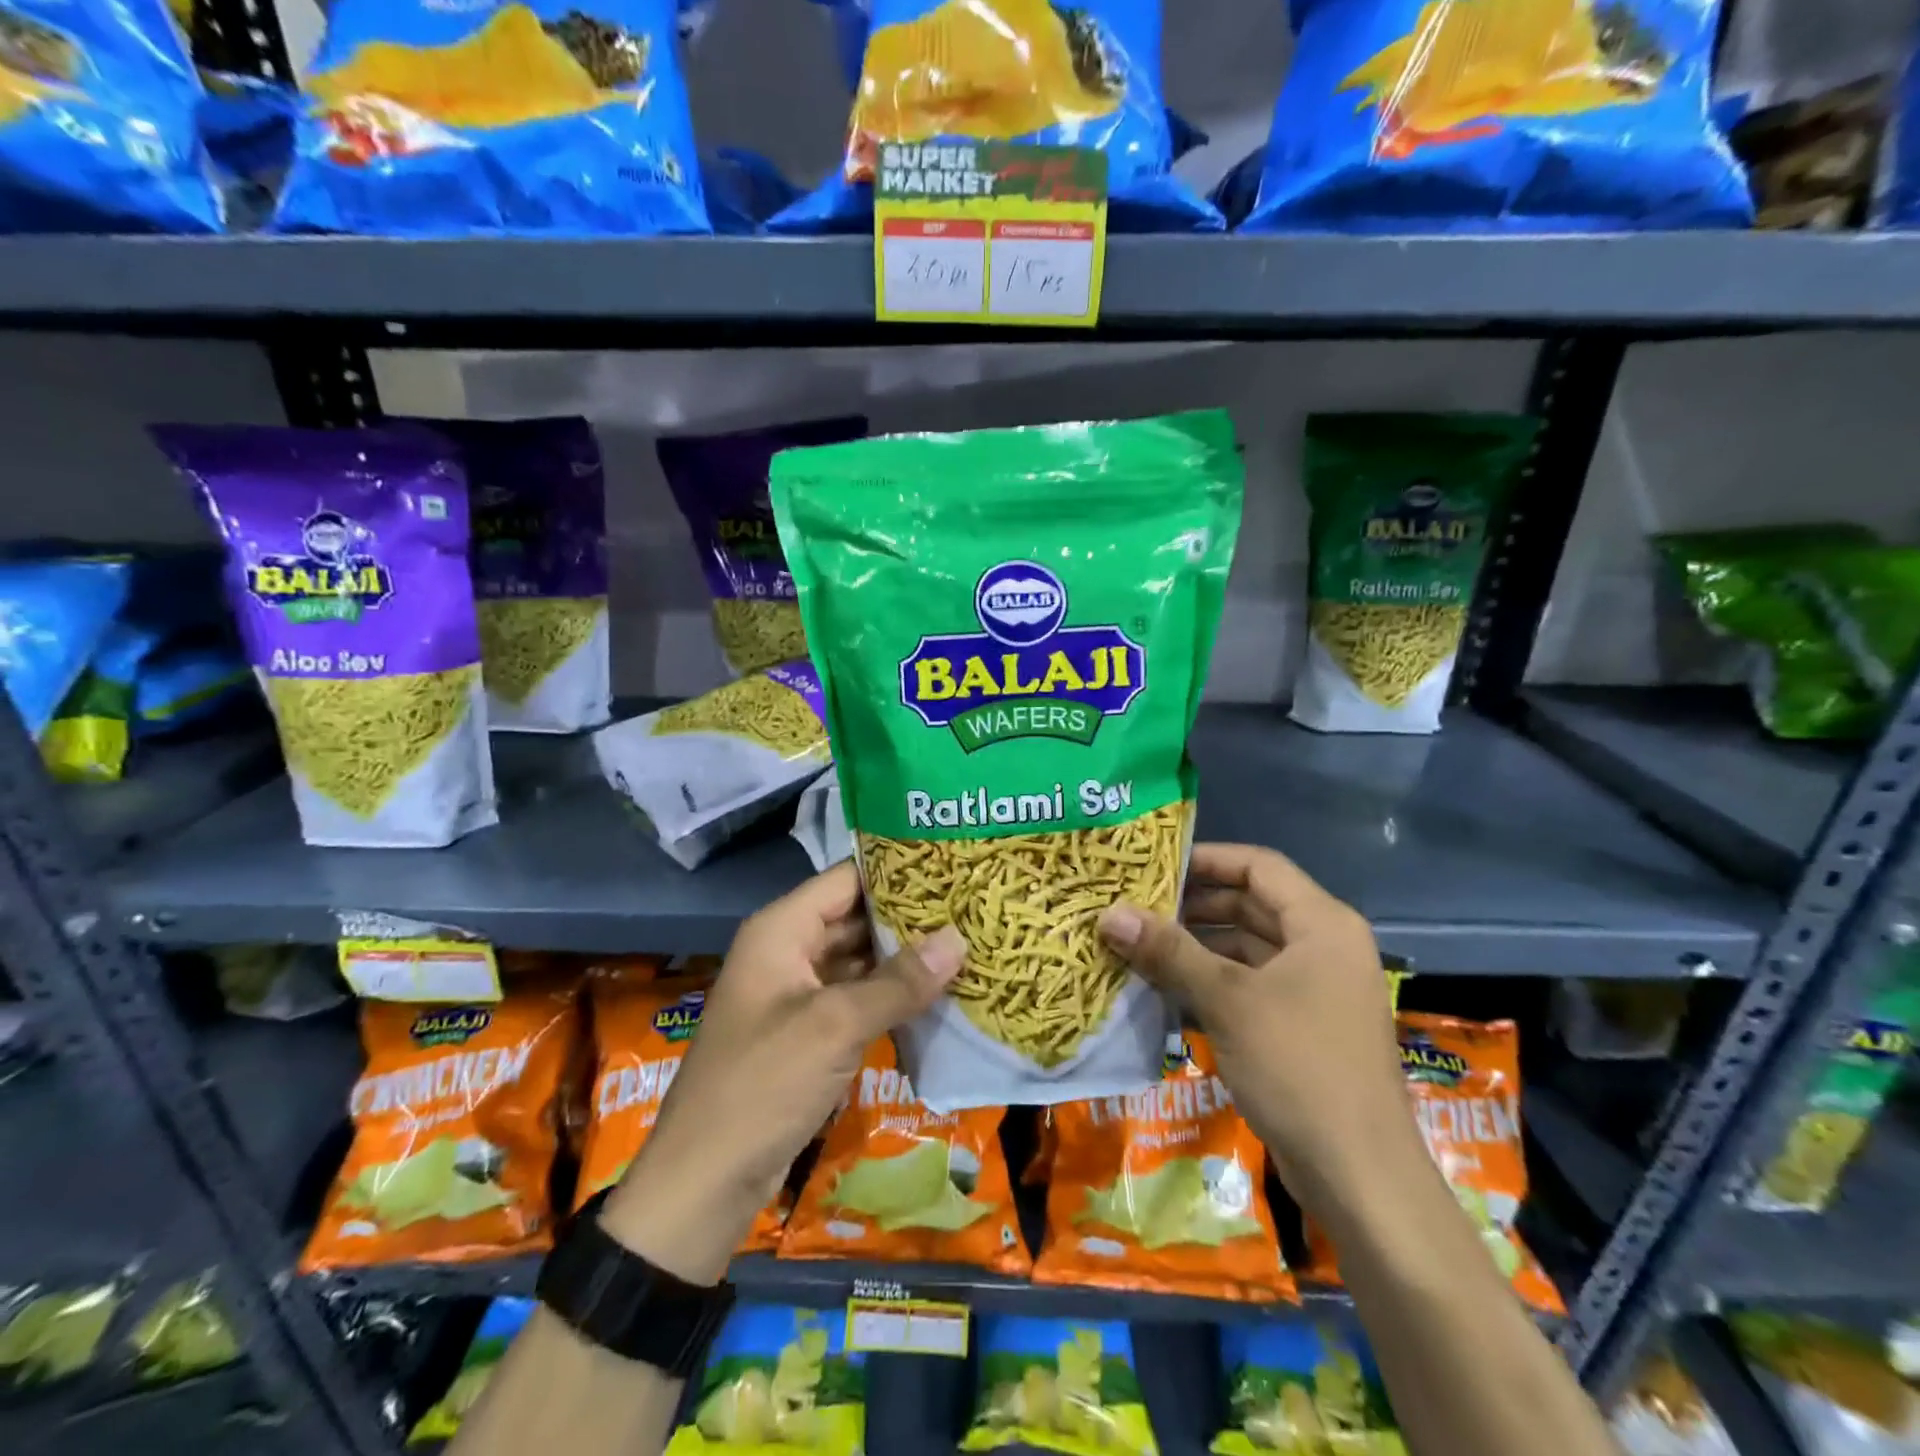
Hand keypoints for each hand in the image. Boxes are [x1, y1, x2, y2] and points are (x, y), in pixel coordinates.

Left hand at [602, 863, 963, 1281]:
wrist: (704, 1183)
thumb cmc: (762, 1086)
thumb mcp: (835, 1027)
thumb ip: (899, 982)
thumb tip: (959, 938)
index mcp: (781, 930)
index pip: (847, 878)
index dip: (898, 871)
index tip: (953, 867)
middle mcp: (789, 950)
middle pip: (856, 917)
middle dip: (910, 916)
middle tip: (972, 907)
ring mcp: (798, 992)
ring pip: (860, 959)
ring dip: (906, 957)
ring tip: (968, 942)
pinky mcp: (809, 1031)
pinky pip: (857, 997)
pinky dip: (892, 994)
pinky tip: (939, 992)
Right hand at [1098, 843, 1422, 1219]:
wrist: (1360, 1177)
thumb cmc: (1299, 1067)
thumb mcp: (1227, 1001)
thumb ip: (1168, 952)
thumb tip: (1109, 914)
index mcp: (1322, 924)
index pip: (1259, 866)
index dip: (1207, 859)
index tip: (1154, 864)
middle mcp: (1323, 947)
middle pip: (1251, 905)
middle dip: (1194, 905)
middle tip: (1136, 904)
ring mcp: (1315, 989)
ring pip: (1247, 948)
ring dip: (1197, 946)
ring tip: (1139, 943)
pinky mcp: (1301, 1026)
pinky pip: (1250, 985)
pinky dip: (1211, 981)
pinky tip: (1165, 987)